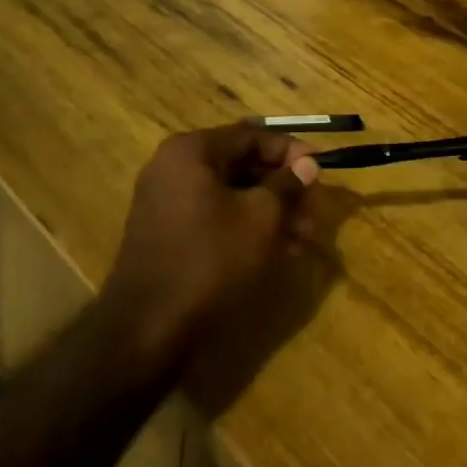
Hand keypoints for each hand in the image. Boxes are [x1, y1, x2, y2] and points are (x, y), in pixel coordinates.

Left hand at [104, 126, 320, 357]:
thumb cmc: (210, 260)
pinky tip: (277, 252)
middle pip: (241, 165)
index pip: (252, 136)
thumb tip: (308, 164)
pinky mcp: (167, 234)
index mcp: (192, 152)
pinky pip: (215, 217)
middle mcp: (174, 168)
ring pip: (231, 195)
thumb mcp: (261, 218)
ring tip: (302, 239)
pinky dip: (245, 227)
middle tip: (313, 211)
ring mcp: (166, 202)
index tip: (320, 169)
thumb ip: (287, 185)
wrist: (146, 330)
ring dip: (269, 211)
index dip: (291, 151)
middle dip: (282, 188)